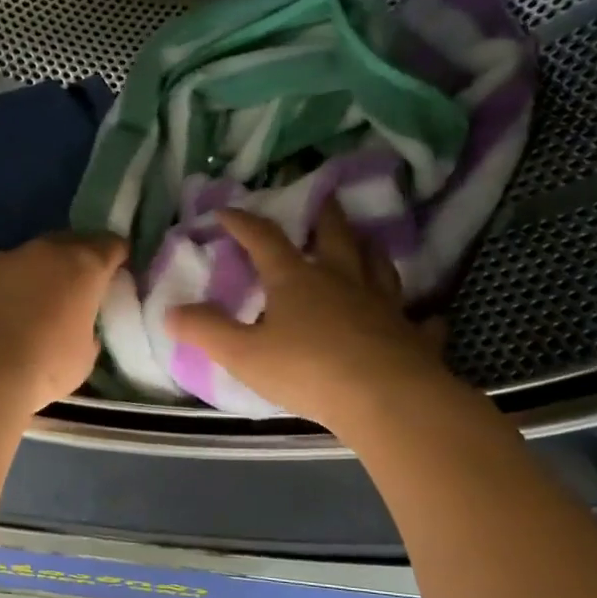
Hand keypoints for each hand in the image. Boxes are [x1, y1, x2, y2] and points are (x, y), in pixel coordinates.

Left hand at [0, 232, 126, 412]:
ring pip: (33, 257)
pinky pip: (4, 276)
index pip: (111, 245)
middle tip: (83, 283)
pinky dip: (11, 288)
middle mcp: (45, 252)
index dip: (118, 256)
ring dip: (41, 272)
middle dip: (79, 258)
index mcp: (83, 265)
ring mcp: (6, 260)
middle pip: (70, 243)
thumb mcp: (85, 355)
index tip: (121, 269)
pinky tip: (9, 312)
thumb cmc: (46, 363)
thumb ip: (88, 330)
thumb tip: (79, 326)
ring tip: (43, 299)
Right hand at [167, 202, 450, 429]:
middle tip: (324, 198)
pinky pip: (420, 321)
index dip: (243, 223)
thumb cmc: (306, 370)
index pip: (265, 239)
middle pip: (335, 236)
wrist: (384, 399)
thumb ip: (206, 331)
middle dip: (324, 216)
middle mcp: (342, 281)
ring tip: (366, 243)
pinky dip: (421, 317)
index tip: (227, 210)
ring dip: (370, 251)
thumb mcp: (242, 354)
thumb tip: (171, 312)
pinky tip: (425, 317)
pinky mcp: (412, 336)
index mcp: (296, 280)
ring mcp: (383, 305)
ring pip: (379, 267)